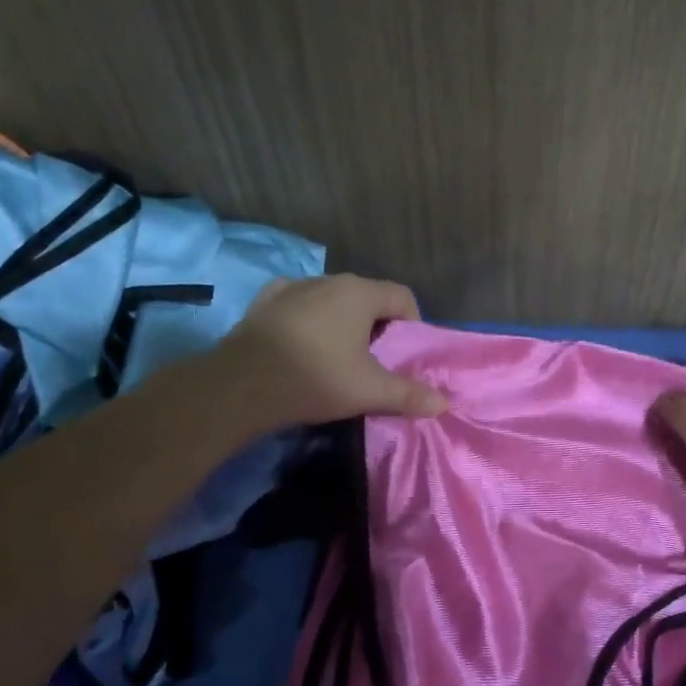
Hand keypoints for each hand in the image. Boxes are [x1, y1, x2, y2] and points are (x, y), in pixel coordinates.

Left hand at [217, 274, 447, 427]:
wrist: (243, 385)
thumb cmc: (317, 378)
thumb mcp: (370, 391)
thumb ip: (409, 394)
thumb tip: (443, 404)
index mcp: (359, 293)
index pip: (402, 296)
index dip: (412, 324)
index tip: (405, 355)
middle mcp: (329, 280)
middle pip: (367, 297)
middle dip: (377, 326)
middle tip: (375, 362)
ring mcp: (293, 287)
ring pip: (331, 300)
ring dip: (342, 322)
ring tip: (337, 357)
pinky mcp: (265, 301)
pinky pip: (298, 304)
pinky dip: (308, 320)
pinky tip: (302, 343)